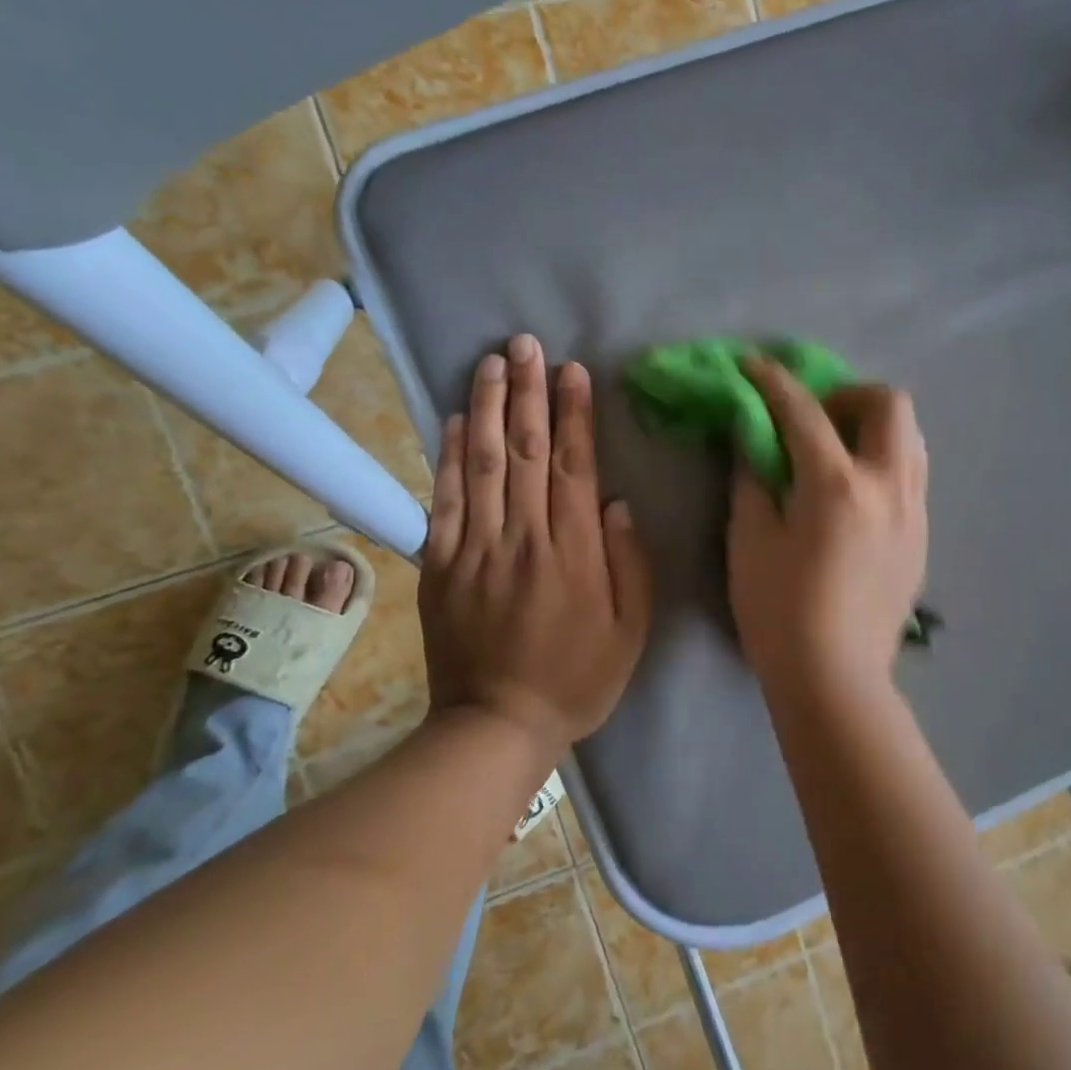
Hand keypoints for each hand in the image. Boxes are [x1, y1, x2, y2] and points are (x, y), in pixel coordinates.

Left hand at [420, 334, 651, 756]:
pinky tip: (450, 420)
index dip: (573, 415)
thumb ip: (630, 564)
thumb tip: (617, 503)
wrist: (495, 726)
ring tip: (490, 362)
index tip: (571, 371)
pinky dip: (446, 457)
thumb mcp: (631, 632)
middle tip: (526, 344)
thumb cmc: (576, 679)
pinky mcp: (440, 565)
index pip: (573, 467)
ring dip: (485, 408)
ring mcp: (475, 549)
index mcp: (574, 552)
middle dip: (527, 392)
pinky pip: (443, 502)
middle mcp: (523, 538)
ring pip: (480, 465)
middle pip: (523, 452)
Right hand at [727, 357, 927, 696]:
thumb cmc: (779, 612)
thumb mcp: (749, 540)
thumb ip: (752, 478)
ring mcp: (913, 511)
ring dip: (872, 425)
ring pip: (910, 437)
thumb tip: (753, 438)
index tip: (753, 365)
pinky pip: (911, 474)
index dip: (773, 380)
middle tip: (813, 417)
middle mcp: (887, 486)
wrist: (835, 679)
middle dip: (847, 393)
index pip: (804, 411)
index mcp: (837, 485)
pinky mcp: (922, 537)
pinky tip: (854, 492)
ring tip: (837, 450)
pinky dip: (883, 460)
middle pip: (888, 404)